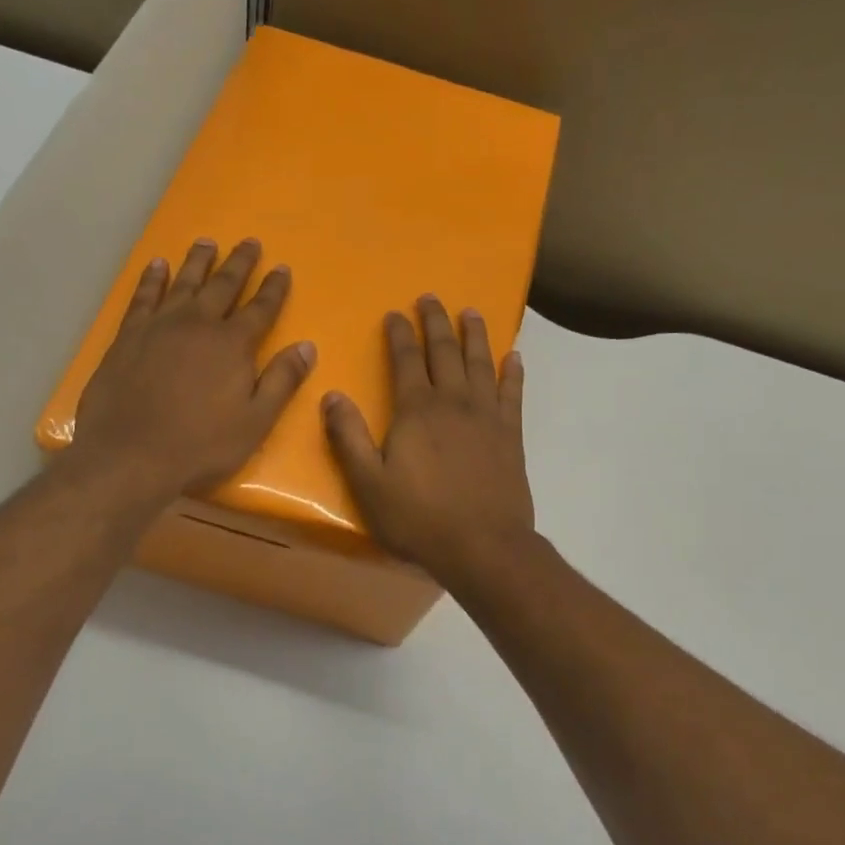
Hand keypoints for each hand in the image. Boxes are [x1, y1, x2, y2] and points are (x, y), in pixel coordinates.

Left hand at [70, 238, 315, 501]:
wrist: (130, 455)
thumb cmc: (201, 445)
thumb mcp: (255, 421)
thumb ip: (282, 381)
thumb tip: (308, 346)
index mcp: (233, 345)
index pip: (260, 308)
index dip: (274, 288)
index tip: (282, 268)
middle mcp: (198, 324)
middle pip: (223, 285)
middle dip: (239, 263)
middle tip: (249, 241)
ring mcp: (159, 326)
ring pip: (183, 283)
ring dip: (198, 261)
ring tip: (207, 241)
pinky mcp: (128, 335)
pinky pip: (143, 297)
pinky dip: (152, 279)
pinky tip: (157, 265)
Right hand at [323, 295, 534, 586]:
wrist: (483, 546)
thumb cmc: (419, 519)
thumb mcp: (369, 484)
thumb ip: (349, 438)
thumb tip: (332, 396)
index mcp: (416, 410)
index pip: (406, 360)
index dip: (400, 334)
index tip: (395, 313)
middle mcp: (453, 402)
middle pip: (445, 351)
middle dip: (436, 322)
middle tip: (431, 298)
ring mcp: (487, 415)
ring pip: (481, 363)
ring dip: (475, 335)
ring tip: (471, 312)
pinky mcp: (511, 434)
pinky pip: (513, 392)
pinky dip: (513, 372)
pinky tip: (513, 357)